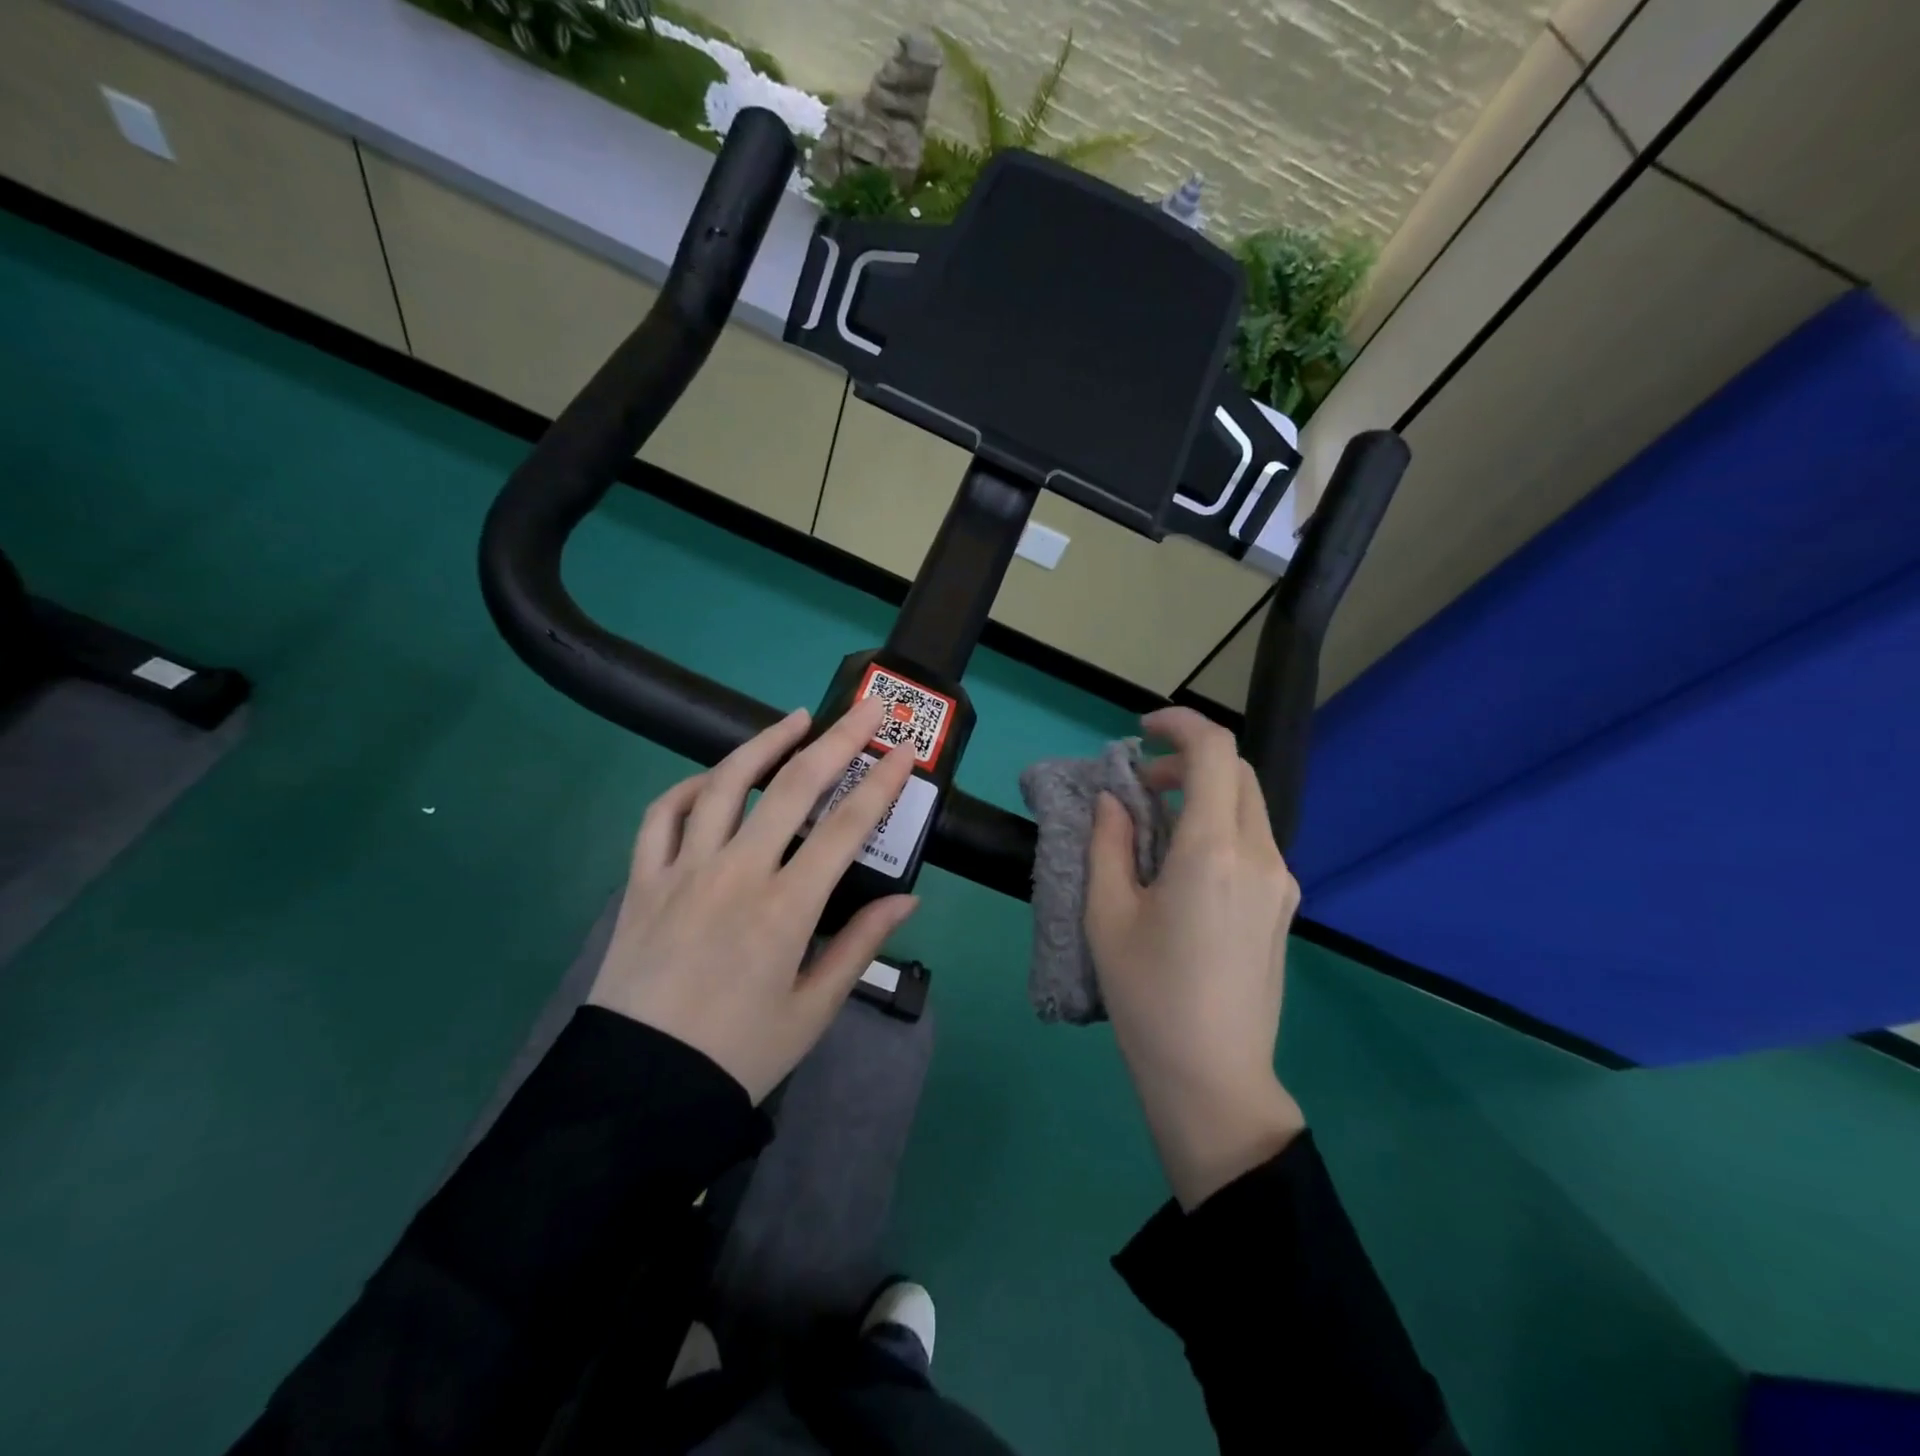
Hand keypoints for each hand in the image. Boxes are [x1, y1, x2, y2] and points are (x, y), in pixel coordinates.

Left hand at [588, 699, 919, 1102]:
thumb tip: (907, 899)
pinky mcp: (642, 882)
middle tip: (864, 708)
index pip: (846, 827)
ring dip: (763, 744)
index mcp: (785, 910)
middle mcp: (735, 875)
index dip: (881, 782)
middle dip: (836, 740)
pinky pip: (661, 816)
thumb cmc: (739, 1055)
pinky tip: (713, 780)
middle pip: (793, 788)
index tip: (905, 750)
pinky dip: (688, 788)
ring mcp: (682, 872)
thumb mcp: (813, 1009)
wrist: (639, 1090)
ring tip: (794, 719)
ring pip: (724, 786)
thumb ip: (859, 945)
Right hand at [1087, 707, 1306, 1208]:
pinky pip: (1254, 841)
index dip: (1180, 724)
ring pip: (1248, 806)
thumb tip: (1113, 799)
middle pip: (1236, 772)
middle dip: (1188, 760)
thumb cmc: (1148, 996)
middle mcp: (1260, 856)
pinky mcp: (1283, 906)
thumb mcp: (1108, 915)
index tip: (1141, 731)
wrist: (1213, 1078)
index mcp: (1213, 851)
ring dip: (1203, 794)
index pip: (1214, 751)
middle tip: (1140, 785)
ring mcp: (1281, 882)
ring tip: (1154, 825)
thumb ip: (1108, 843)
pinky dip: (1217, 825)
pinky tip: (1183, 864)